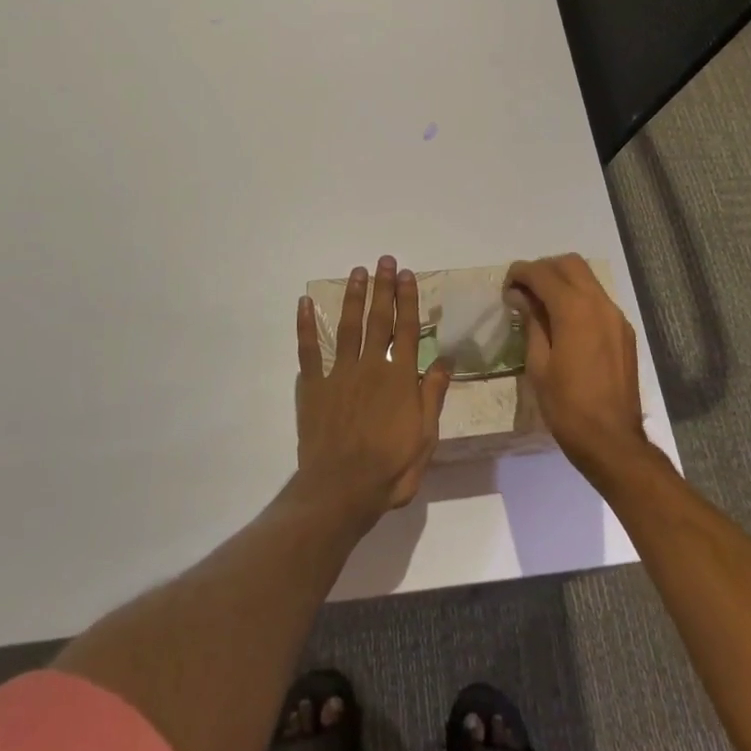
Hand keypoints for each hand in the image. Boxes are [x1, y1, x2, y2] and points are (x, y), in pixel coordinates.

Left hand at [295, 256, 452, 521]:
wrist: (341, 490)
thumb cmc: (390, 468)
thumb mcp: (426, 437)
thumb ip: (433, 395)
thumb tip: (446, 360)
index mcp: (400, 378)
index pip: (407, 330)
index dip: (408, 300)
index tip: (407, 275)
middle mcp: (371, 366)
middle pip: (378, 320)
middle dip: (383, 288)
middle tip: (385, 261)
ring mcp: (339, 374)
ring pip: (347, 326)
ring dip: (352, 297)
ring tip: (357, 272)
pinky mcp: (314, 387)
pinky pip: (309, 351)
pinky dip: (306, 326)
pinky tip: (304, 304)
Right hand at [505, 254, 648, 478]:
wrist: (612, 441)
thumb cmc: (567, 406)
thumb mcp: (539, 365)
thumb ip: (532, 322)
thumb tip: (521, 297)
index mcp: (575, 310)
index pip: (544, 274)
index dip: (521, 273)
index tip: (506, 285)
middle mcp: (600, 304)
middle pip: (570, 264)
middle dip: (544, 269)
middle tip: (524, 290)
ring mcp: (616, 317)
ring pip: (588, 279)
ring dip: (563, 281)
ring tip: (541, 305)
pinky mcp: (624, 332)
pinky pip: (598, 300)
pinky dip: (578, 298)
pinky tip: (564, 323)